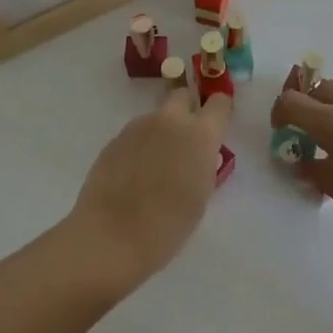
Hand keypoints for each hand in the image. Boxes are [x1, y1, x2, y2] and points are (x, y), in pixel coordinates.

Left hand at [67, 89, 231, 289]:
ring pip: (157, 117)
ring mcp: (138, 126)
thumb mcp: (200, 194)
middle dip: (187, 110)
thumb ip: (203, 164)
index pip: (219, 103)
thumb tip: (198, 155)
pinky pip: (136, 135)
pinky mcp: (115, 139)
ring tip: (155, 168)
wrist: (112, 236)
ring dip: (161, 132)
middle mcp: (170, 120)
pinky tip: (133, 175)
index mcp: (200, 134)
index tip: (217, 124)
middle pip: (182, 96)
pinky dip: (140, 147)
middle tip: (185, 141)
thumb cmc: (168, 225)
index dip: (220, 110)